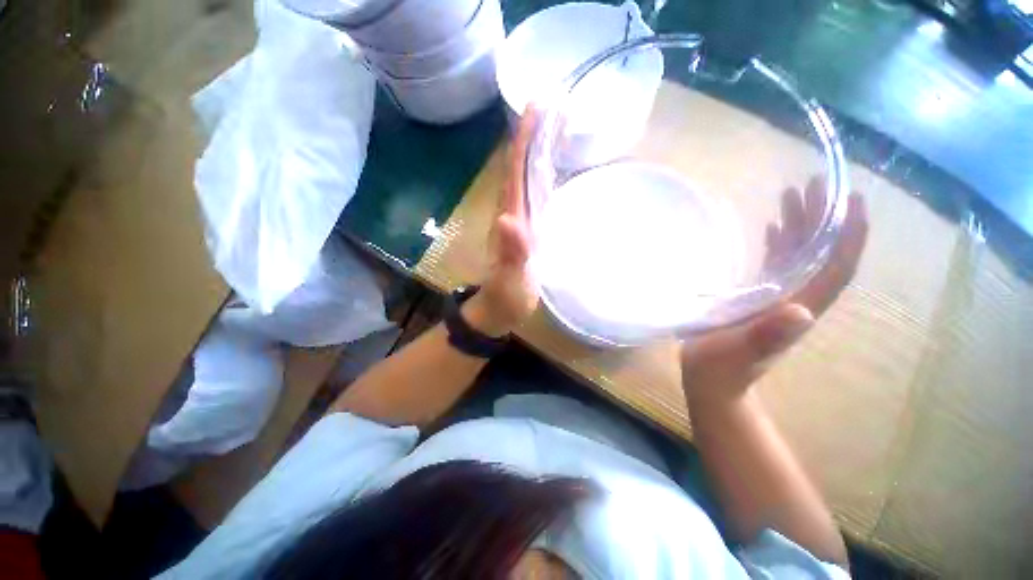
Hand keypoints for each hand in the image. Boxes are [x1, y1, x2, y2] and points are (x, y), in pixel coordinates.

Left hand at [463, 108, 540, 336]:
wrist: (501, 308)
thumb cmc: (505, 296)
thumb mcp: (510, 279)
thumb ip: (511, 252)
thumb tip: (508, 218)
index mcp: (509, 217)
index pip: (514, 171)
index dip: (523, 140)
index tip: (537, 107)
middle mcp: (513, 211)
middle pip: (521, 166)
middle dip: (534, 134)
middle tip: (553, 103)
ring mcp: (522, 219)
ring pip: (528, 176)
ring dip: (540, 149)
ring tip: (558, 123)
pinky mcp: (531, 228)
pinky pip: (537, 193)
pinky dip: (545, 173)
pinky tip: (555, 164)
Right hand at [680, 178, 868, 401]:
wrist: (713, 381)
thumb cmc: (722, 369)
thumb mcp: (739, 353)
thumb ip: (767, 336)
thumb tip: (801, 312)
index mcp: (797, 308)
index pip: (836, 268)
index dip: (849, 236)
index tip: (852, 200)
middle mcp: (796, 298)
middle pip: (820, 254)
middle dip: (823, 219)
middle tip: (815, 184)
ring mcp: (777, 297)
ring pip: (800, 256)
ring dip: (802, 225)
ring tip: (794, 195)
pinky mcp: (758, 298)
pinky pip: (778, 264)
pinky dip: (781, 243)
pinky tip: (774, 227)